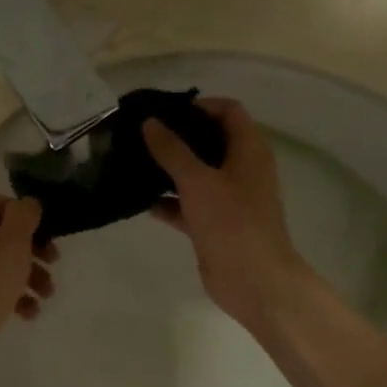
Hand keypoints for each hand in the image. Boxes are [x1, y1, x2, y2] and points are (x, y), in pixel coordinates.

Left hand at [0, 193, 57, 386]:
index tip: (44, 229)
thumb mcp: (11, 245)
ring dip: (28, 275)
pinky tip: (29, 313)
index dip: (20, 211)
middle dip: (31, 248)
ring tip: (47, 295)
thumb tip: (27, 203)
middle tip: (54, 261)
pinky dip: (12, 297)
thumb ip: (23, 217)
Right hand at [143, 98, 308, 330]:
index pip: (227, 111)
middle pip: (208, 141)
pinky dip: (168, 201)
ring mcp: (228, 198)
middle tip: (140, 135)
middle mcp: (241, 169)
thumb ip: (172, 150)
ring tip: (134, 163)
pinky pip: (188, 204)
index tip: (163, 111)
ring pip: (196, 174)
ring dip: (169, 170)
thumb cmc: (231, 222)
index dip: (198, 105)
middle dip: (176, 137)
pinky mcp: (214, 223)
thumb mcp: (198, 180)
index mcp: (248, 150)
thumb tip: (150, 122)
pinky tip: (141, 201)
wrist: (253, 281)